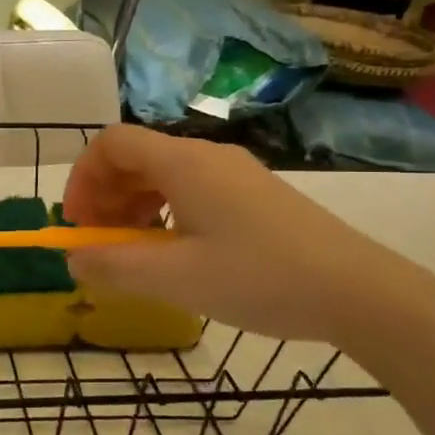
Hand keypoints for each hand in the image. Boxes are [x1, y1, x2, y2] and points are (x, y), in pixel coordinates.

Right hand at [62, 125, 421, 348]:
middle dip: (105, 196)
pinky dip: (164, 212)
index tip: (77, 223)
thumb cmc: (260, 278)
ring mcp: (235, 174)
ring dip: (133, 206)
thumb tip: (73, 259)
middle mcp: (207, 156)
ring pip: (163, 175)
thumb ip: (114, 267)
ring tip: (132, 251)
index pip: (112, 143)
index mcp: (184, 163)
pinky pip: (191, 190)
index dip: (82, 178)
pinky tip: (174, 252)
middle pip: (136, 157)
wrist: (360, 291)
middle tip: (99, 243)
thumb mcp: (176, 279)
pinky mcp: (255, 195)